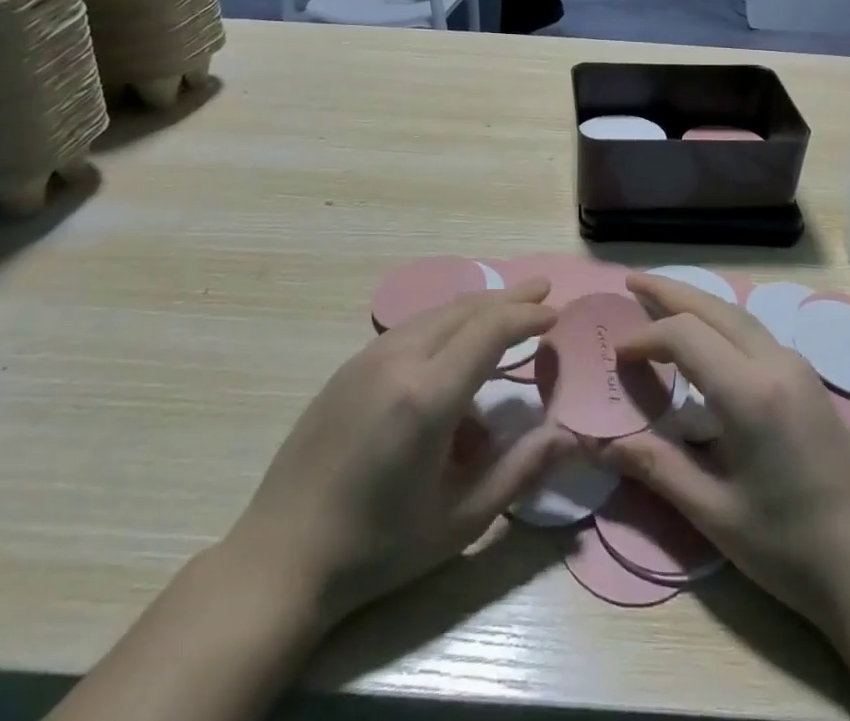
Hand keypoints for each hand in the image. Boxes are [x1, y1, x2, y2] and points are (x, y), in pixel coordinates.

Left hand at [222, 281, 572, 632]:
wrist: (280, 559)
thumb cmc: (377, 548)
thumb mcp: (458, 521)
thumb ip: (519, 472)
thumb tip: (569, 437)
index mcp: (427, 397)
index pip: (490, 331)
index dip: (527, 315)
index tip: (555, 313)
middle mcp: (398, 360)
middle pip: (465, 309)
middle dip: (509, 297)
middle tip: (543, 290)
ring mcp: (367, 358)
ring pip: (435, 314)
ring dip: (475, 309)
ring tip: (506, 313)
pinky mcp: (348, 367)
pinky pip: (409, 330)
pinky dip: (444, 327)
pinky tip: (453, 352)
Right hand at [602, 274, 849, 637]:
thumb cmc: (790, 548)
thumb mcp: (714, 513)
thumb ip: (656, 468)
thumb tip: (600, 445)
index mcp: (751, 392)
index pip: (685, 336)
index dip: (646, 338)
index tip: (617, 355)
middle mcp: (776, 363)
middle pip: (714, 307)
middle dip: (669, 291)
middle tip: (630, 283)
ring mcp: (798, 367)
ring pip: (737, 314)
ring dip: (696, 302)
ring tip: (660, 299)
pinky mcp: (808, 380)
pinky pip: (754, 332)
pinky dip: (719, 322)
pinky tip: (705, 339)